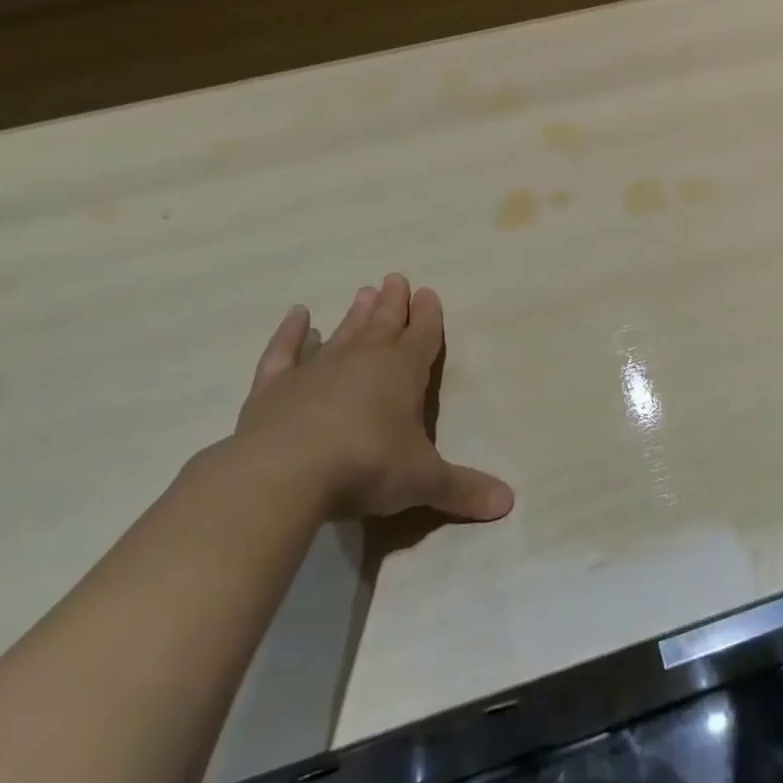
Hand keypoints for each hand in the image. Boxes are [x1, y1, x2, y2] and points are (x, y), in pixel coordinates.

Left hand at [232, 275, 514, 522]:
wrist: (286, 473)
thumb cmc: (368, 466)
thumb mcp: (424, 481)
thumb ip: (463, 488)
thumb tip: (508, 503)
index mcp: (403, 372)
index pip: (422, 336)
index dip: (428, 316)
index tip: (428, 293)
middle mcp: (362, 360)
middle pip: (383, 324)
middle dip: (393, 303)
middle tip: (395, 278)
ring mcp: (316, 370)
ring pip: (342, 333)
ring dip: (355, 314)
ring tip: (364, 291)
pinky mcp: (275, 387)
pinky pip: (285, 351)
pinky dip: (291, 333)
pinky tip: (298, 315)